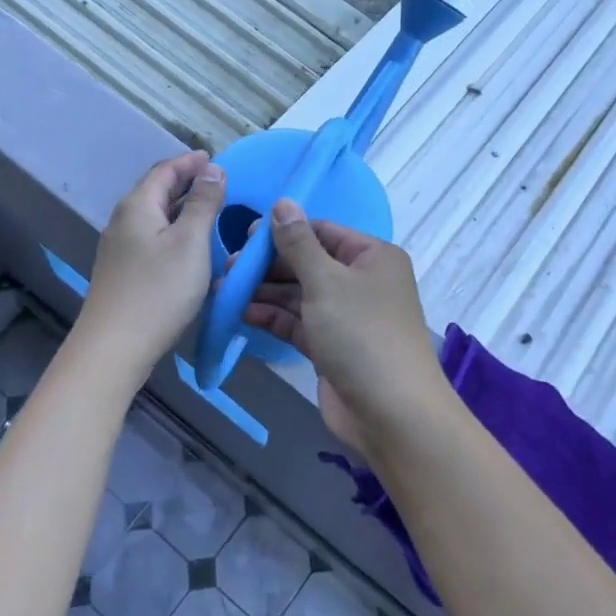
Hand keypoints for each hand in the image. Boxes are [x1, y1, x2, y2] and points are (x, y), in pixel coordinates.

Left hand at [79, 152, 225, 369]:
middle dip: (185, 182)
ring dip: (180, 207)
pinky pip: (151, 238)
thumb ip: (203, 203)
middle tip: (216, 181)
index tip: (214, 159)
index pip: (164, 170)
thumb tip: (212, 169)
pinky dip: (173, 230)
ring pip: (153, 216)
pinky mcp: (123, 272)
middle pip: (155, 191)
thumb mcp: (191, 241)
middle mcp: (123, 221)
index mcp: (137, 206)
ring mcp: (119, 249)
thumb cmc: (159, 290)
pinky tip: (189, 245)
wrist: (115, 347)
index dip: (190, 162)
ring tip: (208, 209)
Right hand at [241, 200, 450, 451]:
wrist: (391, 412)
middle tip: (228, 267)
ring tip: (225, 289)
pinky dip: (274, 318)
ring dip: (266, 292)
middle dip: (269, 265)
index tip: (245, 236)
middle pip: (309, 263)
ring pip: (300, 294)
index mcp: (372, 256)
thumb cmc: (361, 333)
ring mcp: (347, 316)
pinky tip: (243, 314)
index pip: (322, 232)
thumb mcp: (326, 281)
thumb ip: (298, 243)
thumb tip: (282, 203)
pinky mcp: (332, 347)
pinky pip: (299, 323)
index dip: (284, 231)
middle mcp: (362, 281)